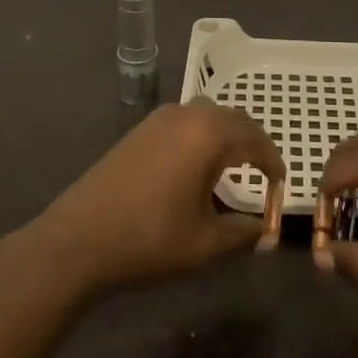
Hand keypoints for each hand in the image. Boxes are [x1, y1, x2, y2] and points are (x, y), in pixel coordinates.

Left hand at [29, 101, 285, 293]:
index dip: (273, 163)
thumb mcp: (205, 243)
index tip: (280, 187)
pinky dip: (202, 136)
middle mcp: (187, 114)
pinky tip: (196, 166)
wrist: (77, 241)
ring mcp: (160, 118)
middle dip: (253, 144)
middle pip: (234, 119)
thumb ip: (243, 233)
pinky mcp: (140, 129)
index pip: (256, 139)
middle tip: (263, 174)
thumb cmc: (149, 240)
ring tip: (233, 167)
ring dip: (227, 136)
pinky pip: (185, 122)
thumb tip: (266, 233)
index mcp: (209, 134)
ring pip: (208, 116)